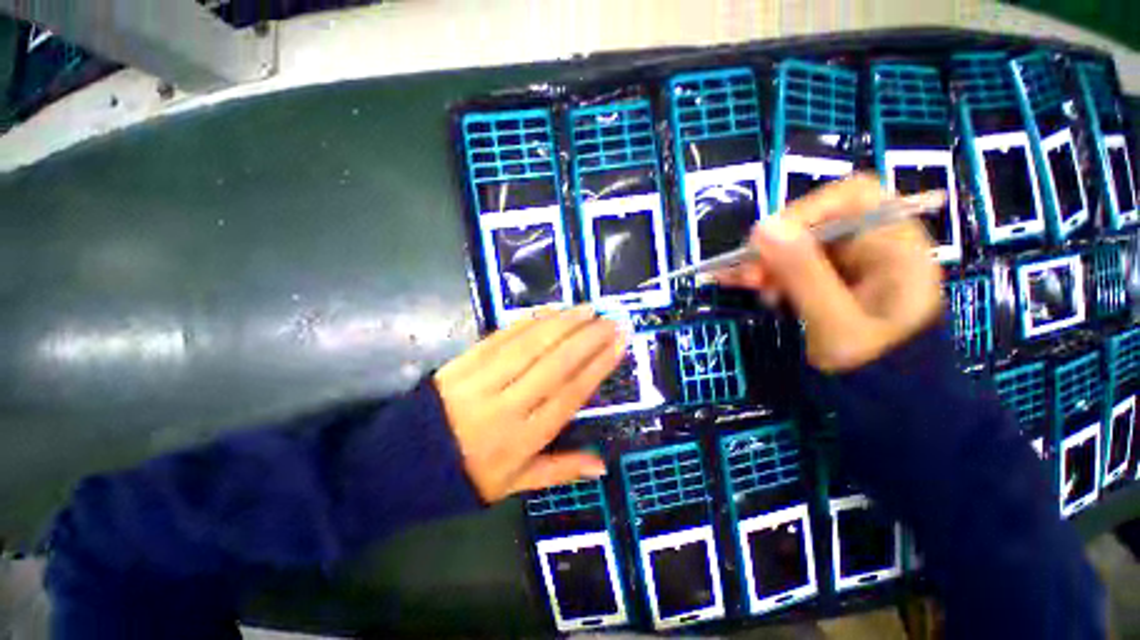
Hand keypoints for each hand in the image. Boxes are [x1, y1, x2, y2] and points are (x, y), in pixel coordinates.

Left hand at [433, 307, 624, 501]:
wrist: (402, 463)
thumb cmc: (466, 476)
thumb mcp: (515, 484)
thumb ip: (560, 470)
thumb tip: (602, 466)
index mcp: (524, 438)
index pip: (570, 394)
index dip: (598, 366)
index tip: (618, 344)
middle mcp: (509, 405)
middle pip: (557, 363)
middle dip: (588, 338)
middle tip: (610, 320)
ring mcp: (484, 379)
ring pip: (532, 344)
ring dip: (564, 323)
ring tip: (587, 309)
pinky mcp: (466, 361)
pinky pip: (504, 336)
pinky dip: (530, 321)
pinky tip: (550, 311)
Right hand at [717, 174, 942, 371]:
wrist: (888, 406)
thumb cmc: (874, 368)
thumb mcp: (835, 322)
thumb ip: (803, 273)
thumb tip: (762, 227)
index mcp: (895, 247)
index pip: (853, 197)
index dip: (807, 210)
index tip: (768, 239)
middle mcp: (873, 248)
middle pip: (817, 223)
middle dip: (776, 245)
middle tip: (746, 271)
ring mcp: (850, 266)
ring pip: (798, 246)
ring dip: (765, 261)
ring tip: (742, 283)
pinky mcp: (829, 282)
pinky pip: (793, 266)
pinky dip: (768, 273)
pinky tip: (748, 285)